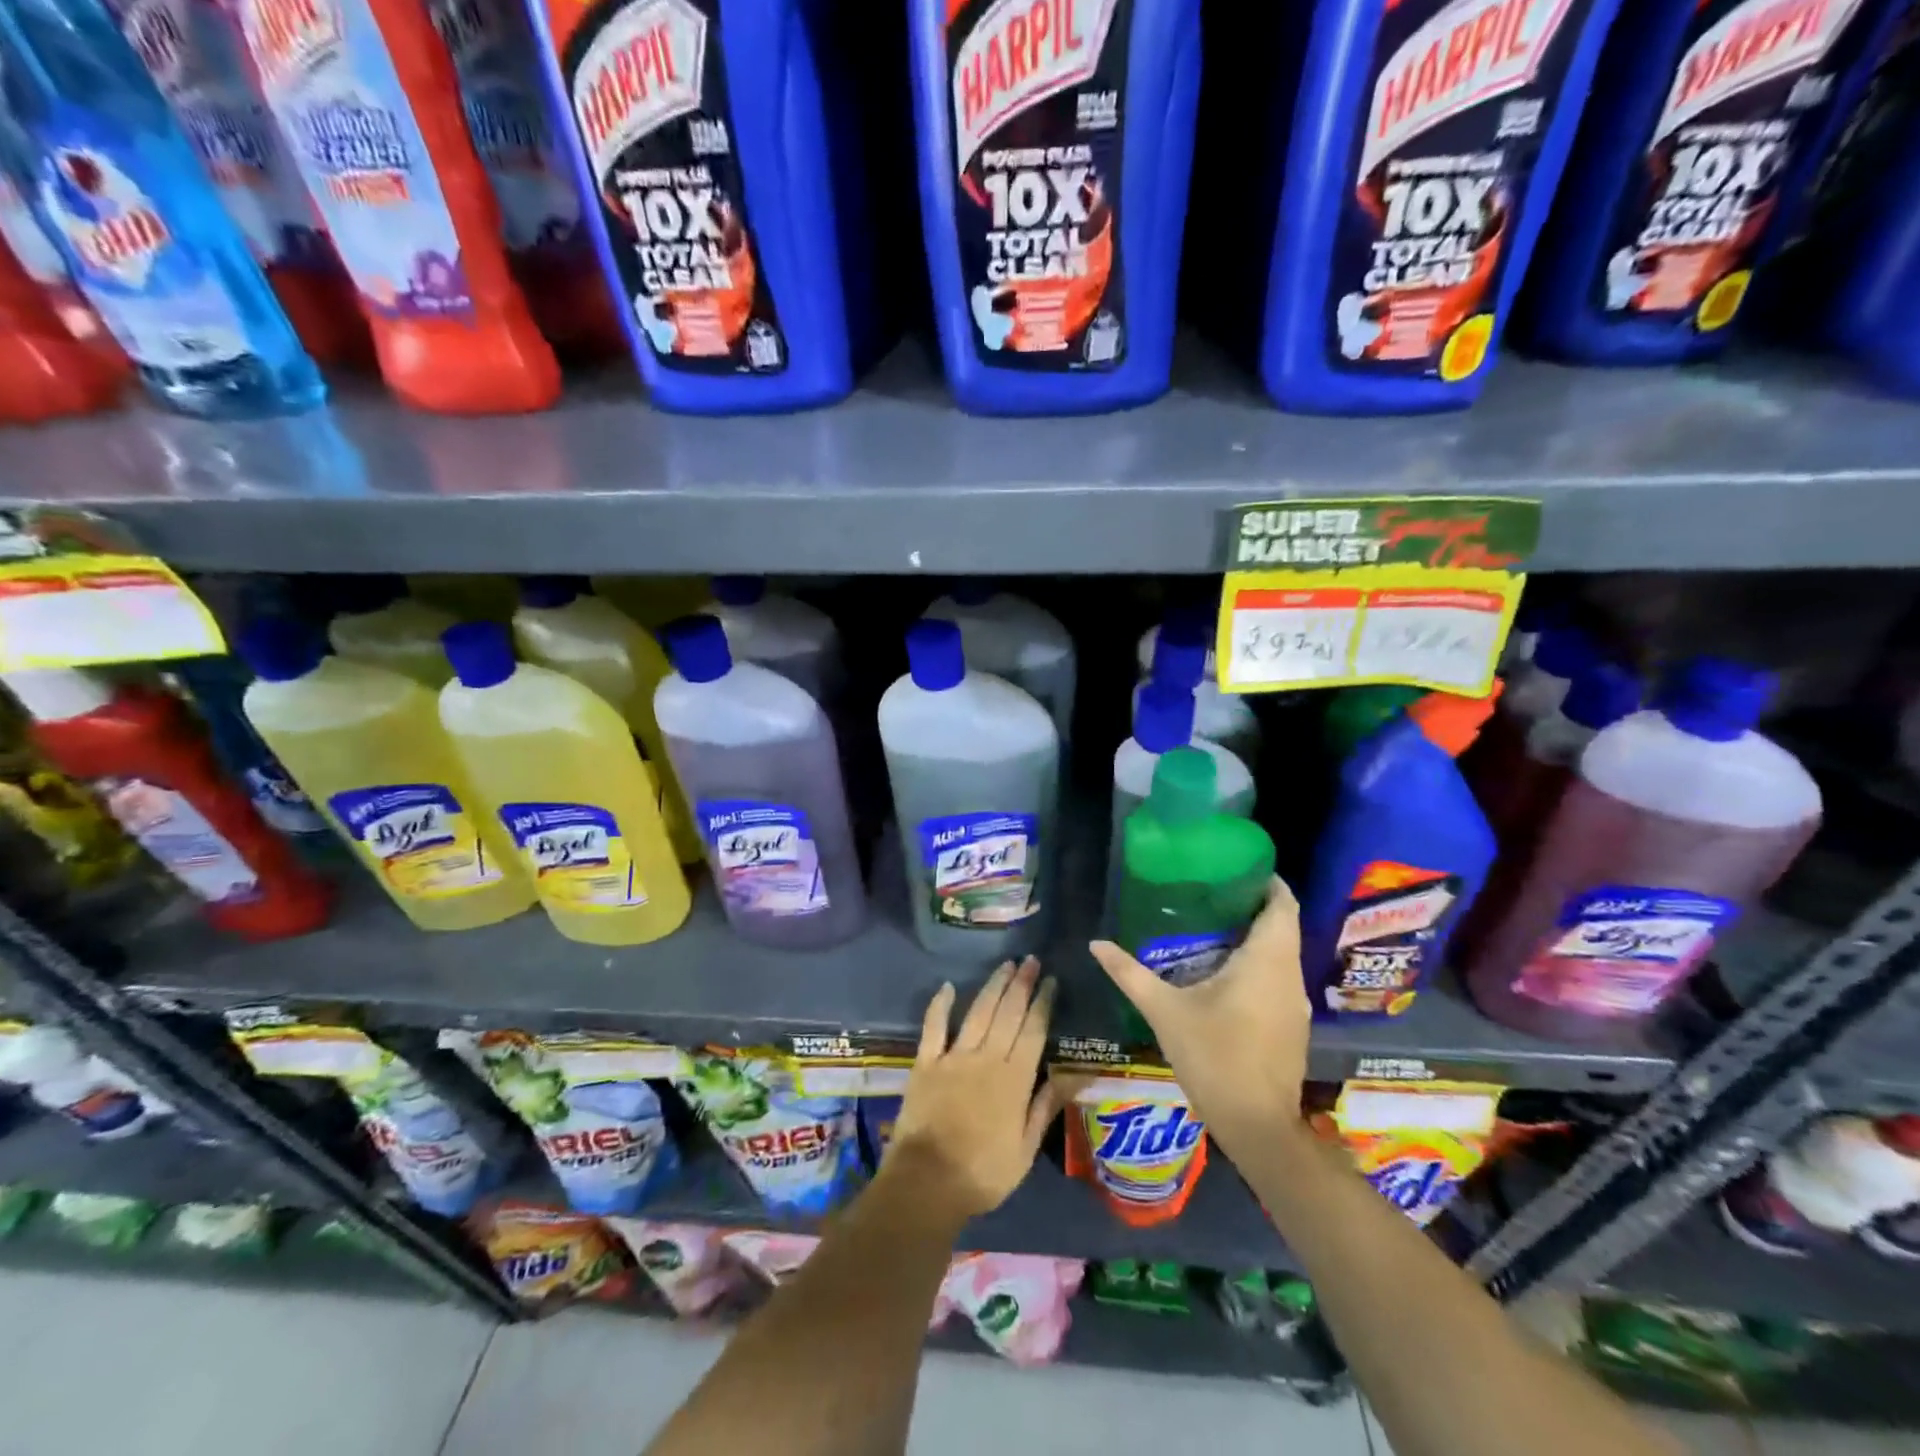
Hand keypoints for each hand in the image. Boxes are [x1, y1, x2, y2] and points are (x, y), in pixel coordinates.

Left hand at [885, 957, 1061, 1221]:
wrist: (927, 1183)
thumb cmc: (983, 1174)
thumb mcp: (1026, 1148)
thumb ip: (1047, 1106)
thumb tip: (1077, 1075)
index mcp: (1014, 1079)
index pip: (1033, 1031)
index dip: (1043, 1003)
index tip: (1051, 981)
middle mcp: (986, 1058)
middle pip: (1008, 1013)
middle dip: (1022, 984)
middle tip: (1031, 961)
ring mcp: (953, 1057)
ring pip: (978, 1012)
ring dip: (993, 986)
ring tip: (1006, 965)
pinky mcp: (925, 1062)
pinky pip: (933, 1026)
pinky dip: (940, 1005)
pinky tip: (948, 986)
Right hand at [1089, 878, 1309, 1143]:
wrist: (1257, 1125)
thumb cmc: (1214, 1057)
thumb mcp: (1164, 1011)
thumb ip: (1130, 973)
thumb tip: (1096, 943)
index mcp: (1266, 961)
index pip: (1283, 905)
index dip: (1268, 882)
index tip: (1238, 866)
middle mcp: (1289, 975)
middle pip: (1283, 926)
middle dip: (1254, 906)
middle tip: (1213, 892)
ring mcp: (1296, 1003)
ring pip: (1282, 955)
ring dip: (1257, 937)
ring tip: (1214, 926)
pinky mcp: (1293, 1026)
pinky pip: (1279, 979)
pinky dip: (1259, 965)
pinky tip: (1226, 973)